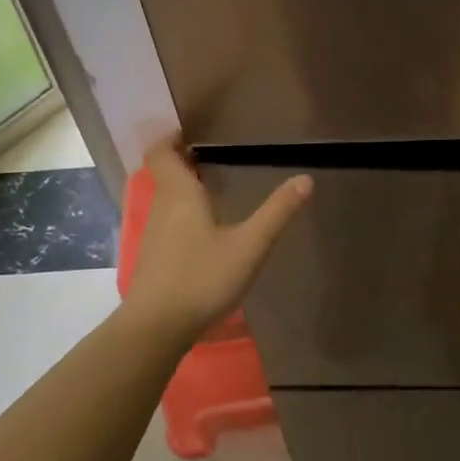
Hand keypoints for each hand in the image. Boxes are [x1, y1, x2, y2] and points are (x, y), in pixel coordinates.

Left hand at [122, 137, 312, 342]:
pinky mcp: (154, 260)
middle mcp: (162, 208)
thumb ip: (277, 213)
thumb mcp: (249, 246)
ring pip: (166, 200)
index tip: (192, 131)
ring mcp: (154, 236)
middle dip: (185, 163)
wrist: (156, 329)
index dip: (172, 138)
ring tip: (214, 191)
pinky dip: (183, 216)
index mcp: (180, 196)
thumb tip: (305, 179)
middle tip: (214, 157)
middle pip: (165, 175)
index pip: (163, 153)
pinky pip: (168, 224)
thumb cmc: (202, 279)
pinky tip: (205, 233)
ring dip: (184, 190)